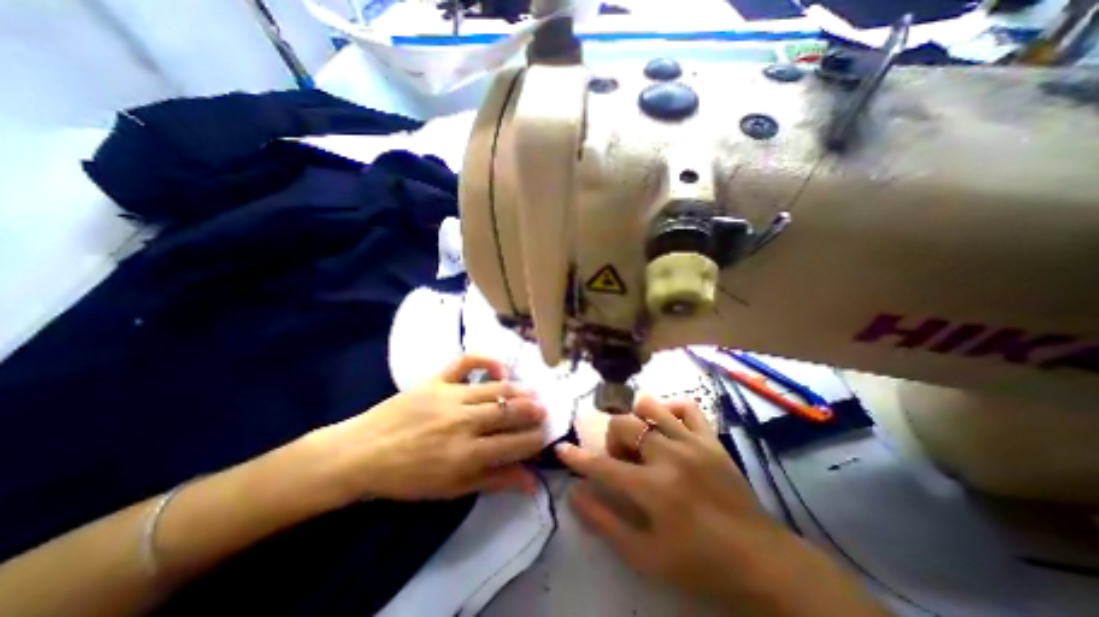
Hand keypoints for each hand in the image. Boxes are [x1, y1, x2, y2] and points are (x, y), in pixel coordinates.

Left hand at [307, 354, 545, 502]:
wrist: (362, 453)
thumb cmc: (408, 478)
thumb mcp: (452, 489)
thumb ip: (494, 481)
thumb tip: (531, 483)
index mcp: (466, 455)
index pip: (514, 443)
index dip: (535, 439)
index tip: (543, 436)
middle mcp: (463, 422)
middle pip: (510, 412)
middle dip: (533, 412)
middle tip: (543, 411)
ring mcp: (450, 396)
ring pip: (496, 388)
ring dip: (519, 391)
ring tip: (532, 393)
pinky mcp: (437, 379)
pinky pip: (467, 361)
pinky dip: (487, 360)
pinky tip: (500, 368)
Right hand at [559, 396, 890, 614]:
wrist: (760, 560)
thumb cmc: (698, 563)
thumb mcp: (646, 556)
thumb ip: (606, 523)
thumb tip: (575, 495)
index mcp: (653, 489)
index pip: (602, 467)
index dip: (577, 458)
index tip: (561, 449)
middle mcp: (669, 456)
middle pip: (623, 425)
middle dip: (612, 440)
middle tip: (623, 462)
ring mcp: (692, 442)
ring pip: (650, 406)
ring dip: (637, 421)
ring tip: (643, 441)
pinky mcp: (711, 438)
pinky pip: (685, 406)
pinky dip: (670, 411)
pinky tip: (668, 429)